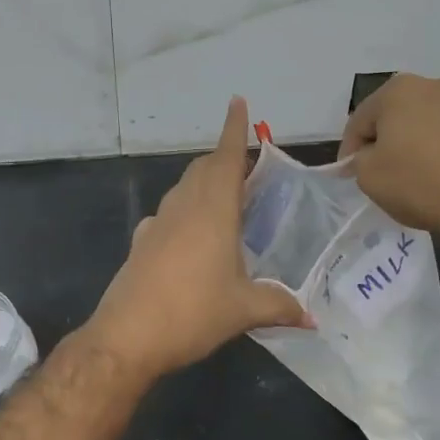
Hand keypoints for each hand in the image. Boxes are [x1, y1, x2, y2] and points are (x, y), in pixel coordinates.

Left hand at [86, 97, 311, 379]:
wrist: (127, 337)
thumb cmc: (192, 313)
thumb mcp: (244, 310)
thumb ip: (280, 306)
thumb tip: (312, 318)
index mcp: (213, 210)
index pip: (226, 158)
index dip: (234, 129)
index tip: (237, 102)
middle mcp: (183, 207)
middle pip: (203, 169)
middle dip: (224, 159)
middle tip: (248, 167)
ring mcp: (157, 224)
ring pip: (184, 189)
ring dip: (204, 184)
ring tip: (226, 200)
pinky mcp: (141, 243)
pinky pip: (168, 215)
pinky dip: (185, 212)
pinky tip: (192, 237)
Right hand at [338, 74, 439, 246]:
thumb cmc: (421, 184)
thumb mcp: (369, 177)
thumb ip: (359, 161)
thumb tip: (366, 157)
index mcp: (399, 91)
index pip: (360, 120)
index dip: (350, 149)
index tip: (349, 173)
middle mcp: (437, 85)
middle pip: (399, 115)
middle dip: (388, 140)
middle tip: (384, 172)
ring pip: (433, 123)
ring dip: (422, 143)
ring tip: (422, 176)